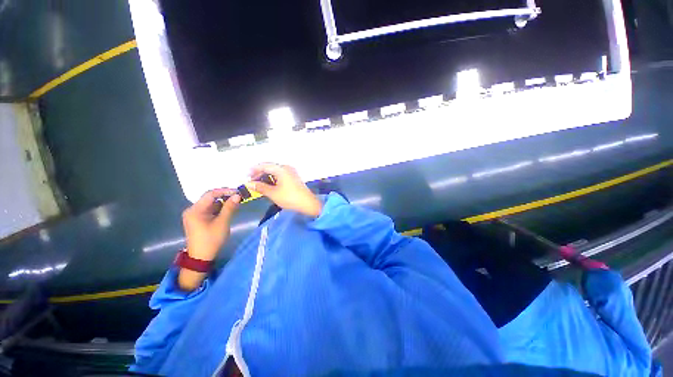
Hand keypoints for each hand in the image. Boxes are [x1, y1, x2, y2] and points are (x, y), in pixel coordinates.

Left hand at [182, 188, 240, 261]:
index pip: (210, 194)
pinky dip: (219, 209)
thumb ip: (230, 207)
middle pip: (210, 198)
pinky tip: (228, 211)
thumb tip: (238, 195)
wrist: (201, 257)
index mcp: (195, 210)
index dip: (225, 191)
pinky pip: (210, 210)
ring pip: (211, 204)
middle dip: (225, 197)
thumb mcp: (222, 222)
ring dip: (223, 203)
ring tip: (236, 204)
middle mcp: (193, 210)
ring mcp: (195, 215)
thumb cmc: (211, 239)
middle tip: (239, 197)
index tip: (238, 192)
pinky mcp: (198, 219)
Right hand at [250, 163, 322, 217]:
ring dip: (266, 176)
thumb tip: (249, 184)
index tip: (246, 175)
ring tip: (258, 184)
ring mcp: (291, 172)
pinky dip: (273, 178)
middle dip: (259, 173)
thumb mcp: (273, 193)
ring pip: (275, 171)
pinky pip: (280, 175)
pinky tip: (269, 185)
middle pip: (270, 167)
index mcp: (281, 169)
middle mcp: (287, 168)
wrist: (308, 204)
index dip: (254, 169)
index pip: (264, 165)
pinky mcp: (294, 178)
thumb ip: (260, 187)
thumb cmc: (290, 198)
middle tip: (251, 181)